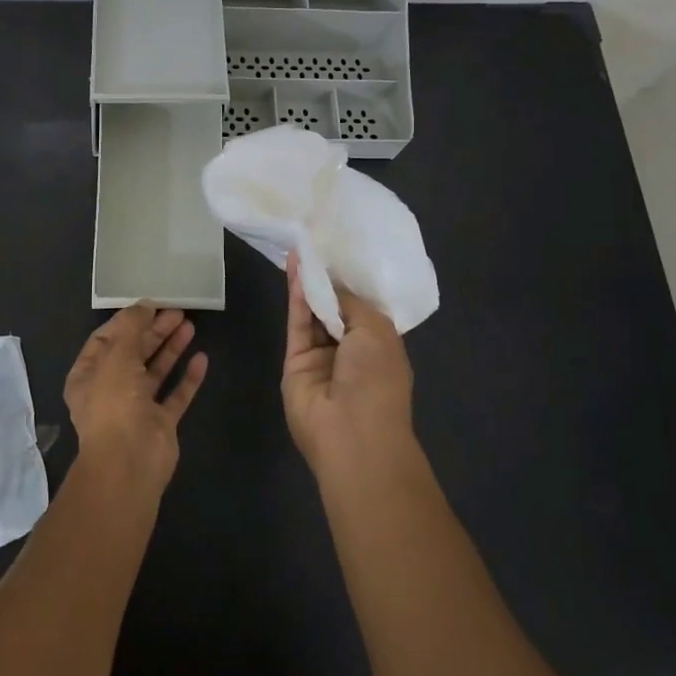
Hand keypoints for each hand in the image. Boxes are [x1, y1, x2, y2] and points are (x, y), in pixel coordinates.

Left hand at [64, 303, 208, 489]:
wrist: (129, 462)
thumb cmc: (114, 403)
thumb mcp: (117, 355)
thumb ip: (131, 327)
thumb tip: (144, 305)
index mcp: (88, 375)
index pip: (105, 339)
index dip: (127, 321)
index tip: (150, 305)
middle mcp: (110, 390)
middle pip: (133, 353)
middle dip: (153, 331)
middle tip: (177, 312)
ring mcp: (136, 408)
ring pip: (155, 372)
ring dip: (171, 348)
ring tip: (190, 326)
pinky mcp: (160, 423)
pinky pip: (176, 395)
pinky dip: (188, 377)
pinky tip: (202, 358)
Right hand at [281, 251, 414, 470]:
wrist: (351, 432)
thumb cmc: (377, 379)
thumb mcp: (377, 331)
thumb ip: (351, 303)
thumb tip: (332, 286)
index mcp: (380, 344)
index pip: (363, 307)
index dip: (351, 282)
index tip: (341, 251)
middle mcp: (350, 349)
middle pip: (335, 308)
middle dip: (328, 279)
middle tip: (317, 242)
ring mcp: (321, 355)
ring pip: (313, 312)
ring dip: (309, 283)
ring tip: (301, 248)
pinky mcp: (295, 359)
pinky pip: (297, 322)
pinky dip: (296, 296)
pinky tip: (294, 268)